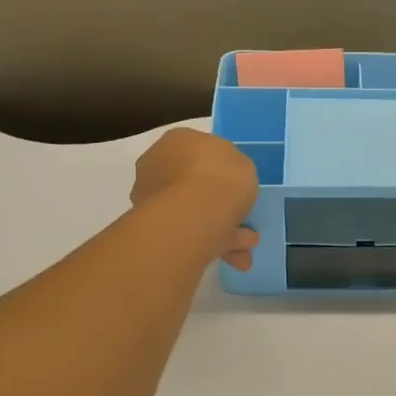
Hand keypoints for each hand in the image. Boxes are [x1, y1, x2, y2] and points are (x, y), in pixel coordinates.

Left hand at [131, 128, 261, 270]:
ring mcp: (150, 197)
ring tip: (245, 244)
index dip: (219, 167)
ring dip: (218, 225)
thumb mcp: (243, 164)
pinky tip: (235, 255)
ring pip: (190, 211)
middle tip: (239, 215)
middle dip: (216, 200)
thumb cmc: (221, 177)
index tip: (235, 183)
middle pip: (190, 182)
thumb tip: (225, 182)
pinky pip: (187, 232)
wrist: (194, 214)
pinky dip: (211, 242)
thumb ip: (233, 170)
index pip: (197, 149)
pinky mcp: (151, 228)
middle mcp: (157, 165)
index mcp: (178, 140)